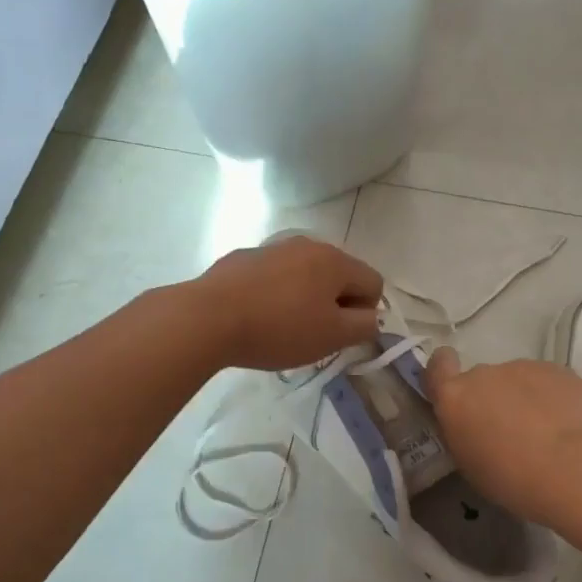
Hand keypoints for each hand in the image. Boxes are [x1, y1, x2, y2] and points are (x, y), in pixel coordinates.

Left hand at [193, 235, 382, 370]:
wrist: (208, 317)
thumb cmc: (279, 329)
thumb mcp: (331, 337)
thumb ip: (363, 326)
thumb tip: (371, 317)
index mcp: (334, 260)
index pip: (373, 283)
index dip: (365, 314)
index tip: (340, 336)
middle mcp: (307, 244)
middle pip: (339, 275)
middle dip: (335, 304)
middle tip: (314, 334)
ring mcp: (273, 248)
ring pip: (304, 274)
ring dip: (304, 298)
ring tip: (282, 327)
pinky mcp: (243, 258)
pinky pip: (274, 276)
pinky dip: (275, 293)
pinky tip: (256, 316)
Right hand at [425, 347, 581, 528]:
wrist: (576, 468)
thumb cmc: (514, 480)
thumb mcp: (472, 465)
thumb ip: (465, 433)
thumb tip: (475, 424)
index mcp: (455, 399)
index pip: (437, 366)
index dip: (443, 371)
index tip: (454, 387)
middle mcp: (483, 374)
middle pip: (481, 380)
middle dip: (491, 399)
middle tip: (510, 433)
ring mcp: (522, 367)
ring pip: (516, 380)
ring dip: (523, 399)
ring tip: (546, 434)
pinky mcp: (557, 369)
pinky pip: (546, 381)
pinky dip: (551, 398)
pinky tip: (568, 425)